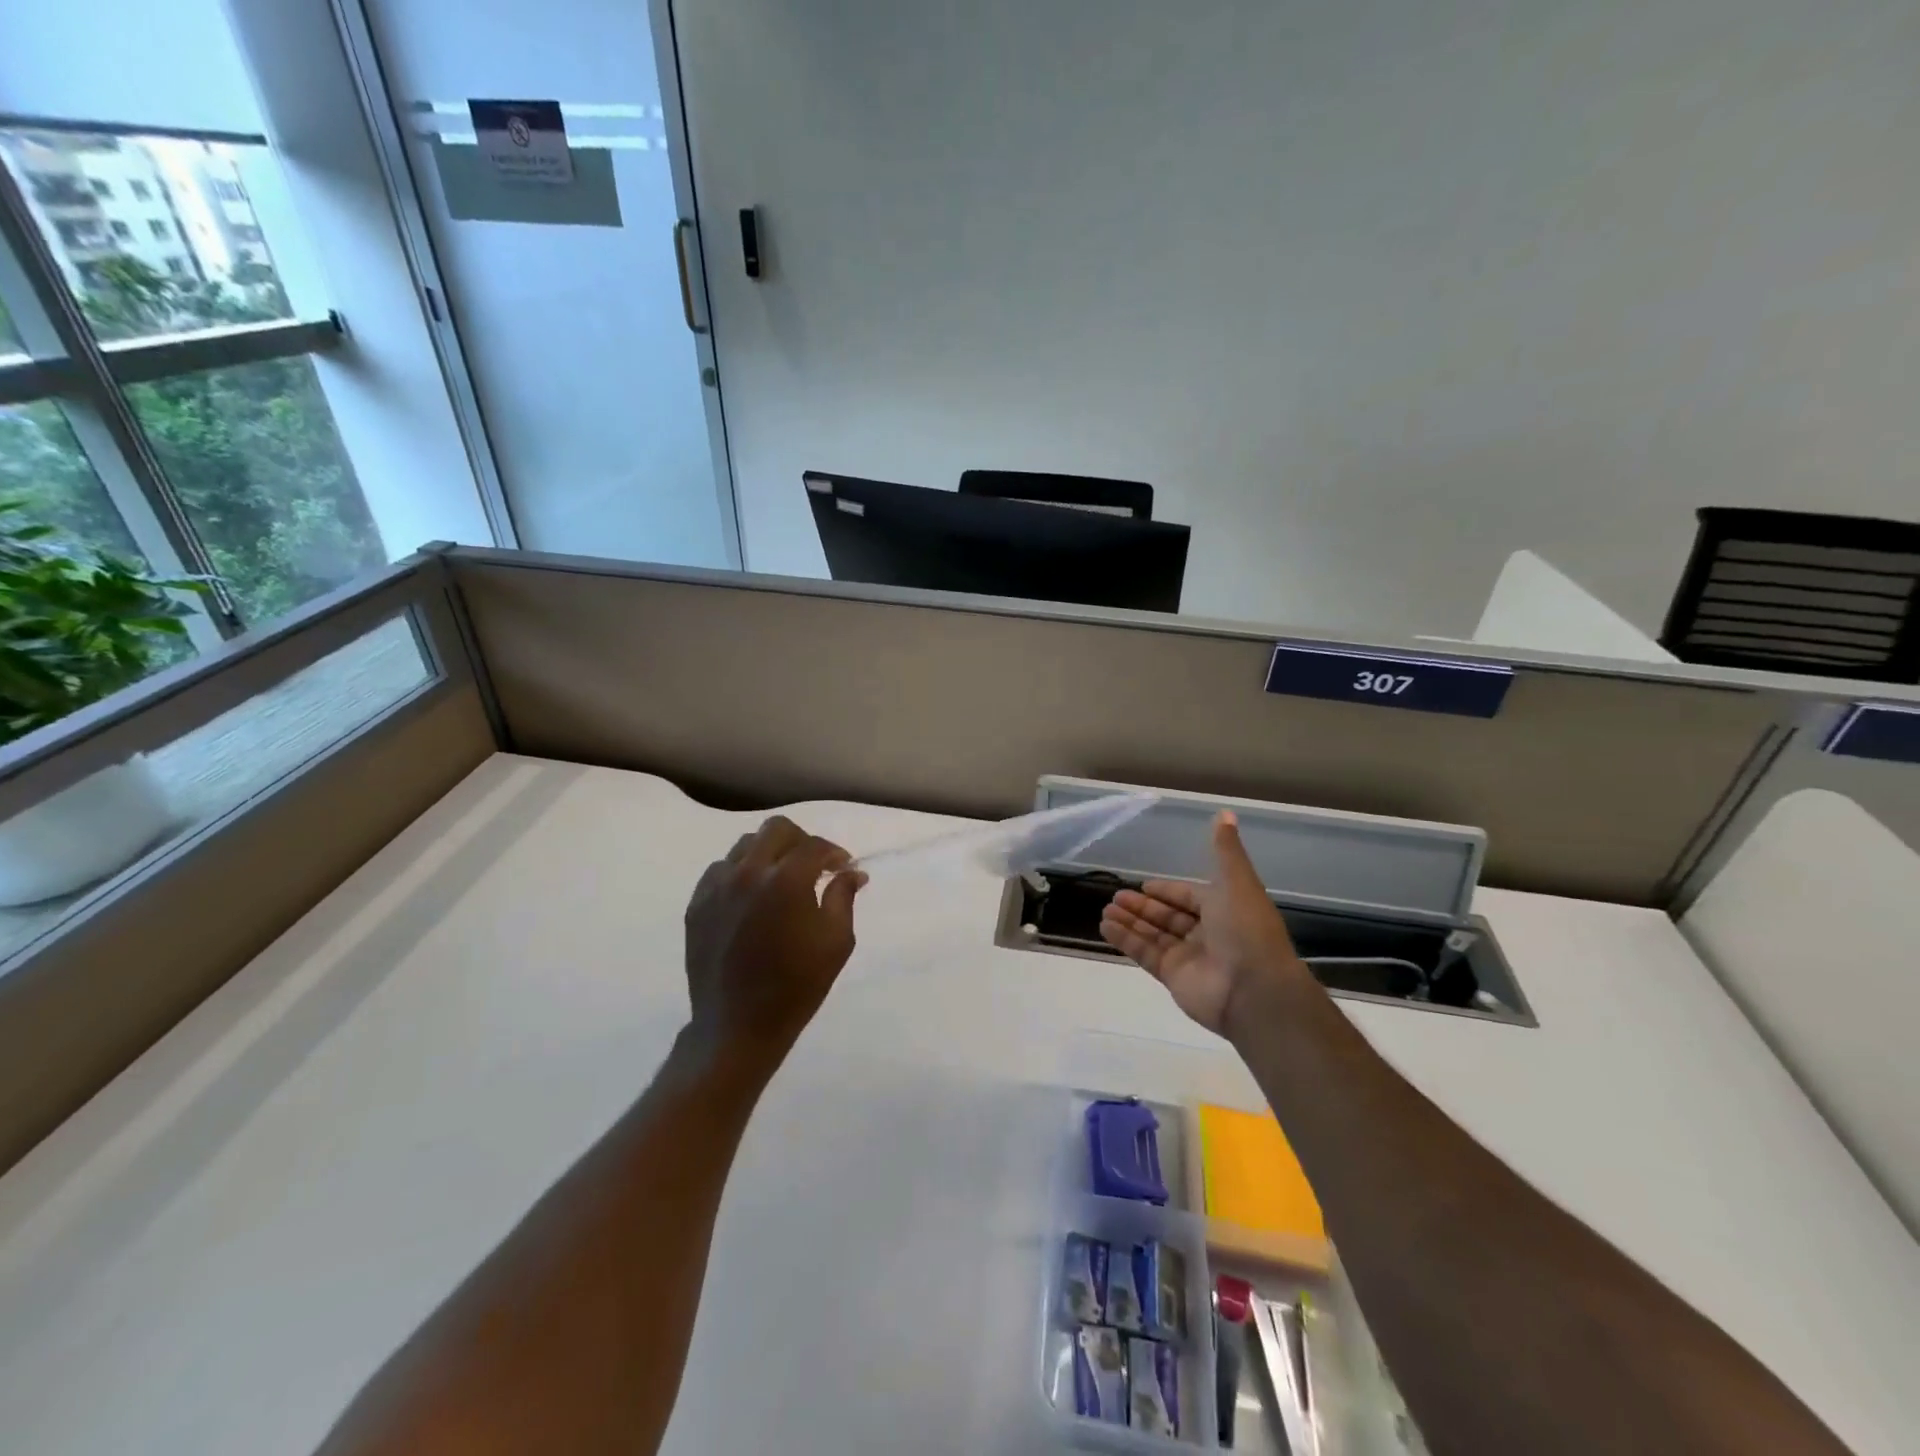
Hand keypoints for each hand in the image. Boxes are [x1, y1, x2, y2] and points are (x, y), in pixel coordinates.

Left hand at [683, 816, 866, 1063]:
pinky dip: (741, 872)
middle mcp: (748, 873)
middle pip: (776, 829)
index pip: (814, 846)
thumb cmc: (797, 986)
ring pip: (745, 845)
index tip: (842, 867)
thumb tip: (852, 872)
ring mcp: (717, 887)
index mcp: (786, 881)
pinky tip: (751, 896)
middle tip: (813, 865)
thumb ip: (843, 897)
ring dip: (769, 853)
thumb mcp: (836, 942)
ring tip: (780, 879)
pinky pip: (721, 869)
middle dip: (801, 841)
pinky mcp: (696, 904)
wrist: (737, 1026)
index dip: (834, 852)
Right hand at [1099, 811, 1310, 1034]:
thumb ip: (1225, 849)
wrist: (1255, 989)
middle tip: (1115, 896)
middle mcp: (1208, 933)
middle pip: (1169, 917)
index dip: (1168, 891)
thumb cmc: (1246, 929)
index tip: (1144, 886)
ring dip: (1130, 922)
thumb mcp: (1236, 881)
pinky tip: (1105, 926)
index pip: (1190, 896)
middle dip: (1143, 906)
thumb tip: (1225, 812)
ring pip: (1154, 935)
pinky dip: (1126, 940)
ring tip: (1105, 910)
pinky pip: (1145, 954)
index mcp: (1225, 909)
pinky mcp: (1173, 978)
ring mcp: (1190, 958)